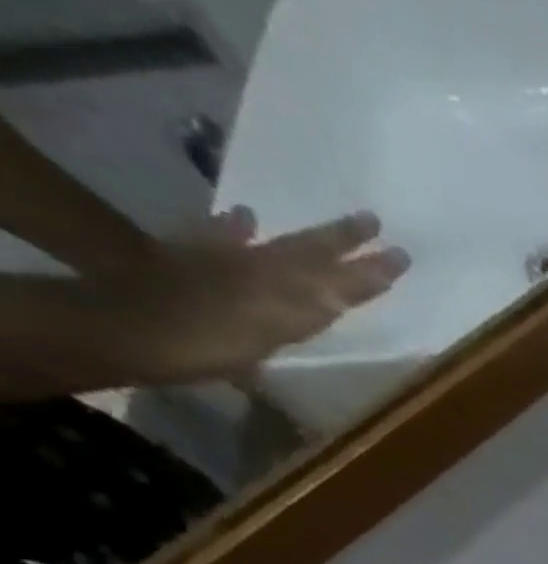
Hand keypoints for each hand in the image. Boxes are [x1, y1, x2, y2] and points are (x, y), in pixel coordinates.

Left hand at [114, 208, 409, 384]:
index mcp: (288, 290)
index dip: (372, 271)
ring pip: (280, 245)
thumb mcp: (267, 331)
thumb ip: (306, 305)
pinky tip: (245, 219)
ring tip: (331, 225)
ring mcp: (228, 262)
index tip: (402, 257)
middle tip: (373, 222)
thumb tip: (348, 288)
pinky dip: (237, 229)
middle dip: (345, 241)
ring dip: (307, 238)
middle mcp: (264, 269)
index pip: (342, 281)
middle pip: (311, 252)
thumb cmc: (207, 344)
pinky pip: (224, 239)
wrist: (129, 328)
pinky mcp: (194, 260)